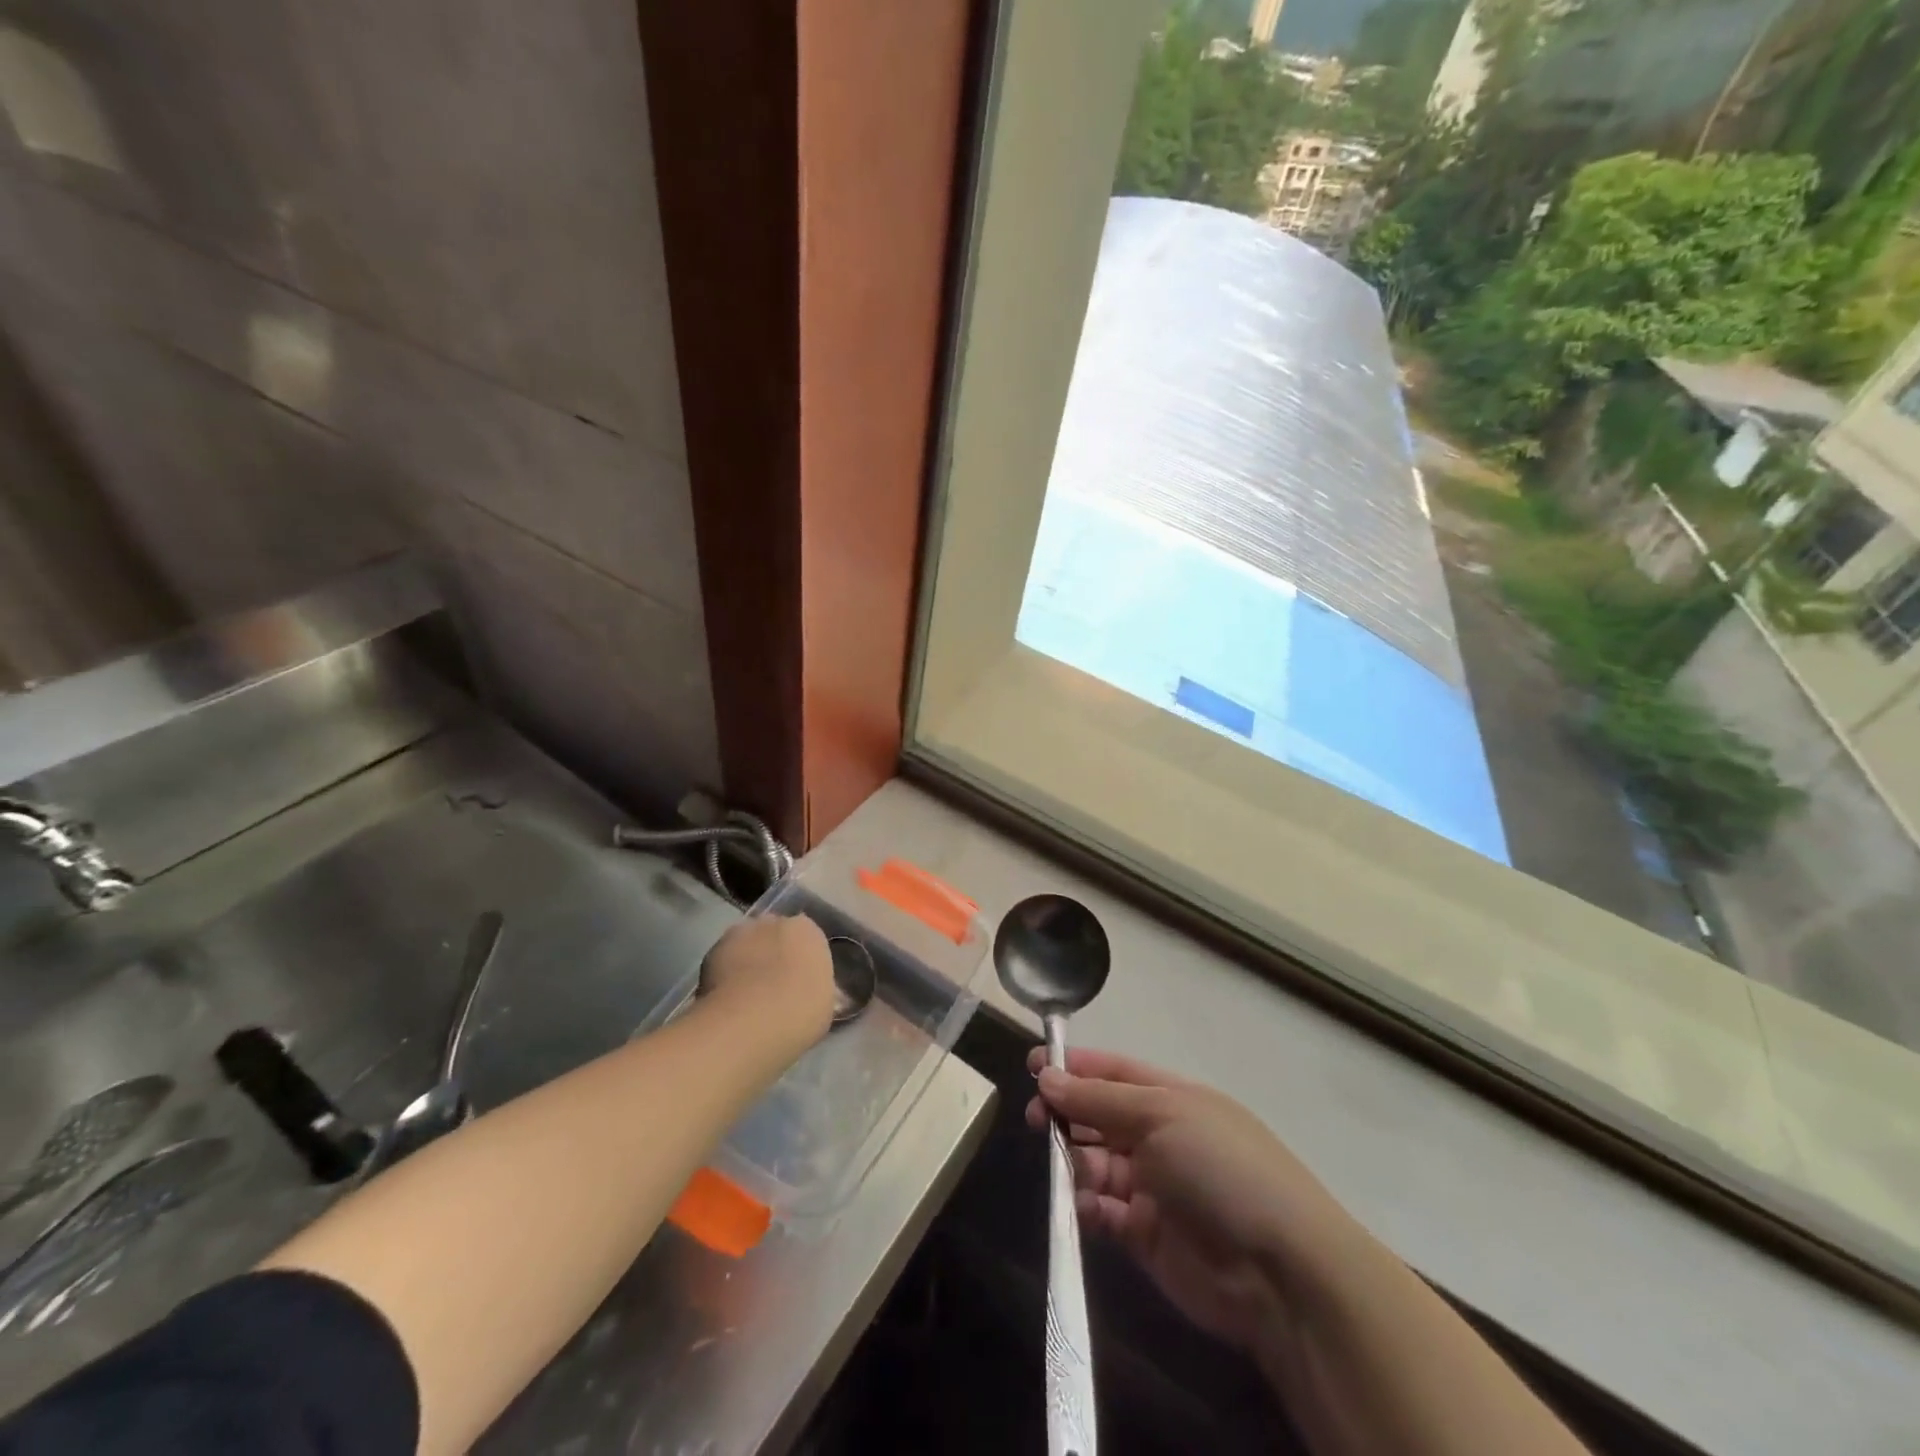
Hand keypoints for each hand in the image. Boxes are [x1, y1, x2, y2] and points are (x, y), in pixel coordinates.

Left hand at [699, 915, 835, 1047]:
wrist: (748, 1023)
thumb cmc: (799, 1013)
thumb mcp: (824, 1005)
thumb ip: (817, 988)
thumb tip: (813, 991)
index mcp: (808, 930)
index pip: (806, 938)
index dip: (801, 960)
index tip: (799, 982)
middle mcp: (774, 921)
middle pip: (774, 934)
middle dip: (774, 953)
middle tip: (773, 986)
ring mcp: (740, 933)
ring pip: (746, 944)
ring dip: (747, 960)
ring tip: (746, 994)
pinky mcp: (711, 950)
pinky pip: (723, 960)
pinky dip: (724, 974)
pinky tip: (727, 999)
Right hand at [1025, 1047, 1371, 1358]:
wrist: (1280, 1273)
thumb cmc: (1221, 1168)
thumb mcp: (1161, 1116)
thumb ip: (1099, 1099)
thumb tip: (1048, 1077)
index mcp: (1172, 1098)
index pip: (1115, 1072)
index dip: (1076, 1067)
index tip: (1034, 1064)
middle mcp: (1160, 1137)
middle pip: (1100, 1116)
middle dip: (1065, 1112)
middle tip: (1035, 1118)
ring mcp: (1153, 1187)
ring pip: (1096, 1162)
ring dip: (1072, 1159)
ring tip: (1056, 1163)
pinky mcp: (1145, 1235)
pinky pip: (1103, 1211)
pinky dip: (1085, 1206)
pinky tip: (1078, 1204)